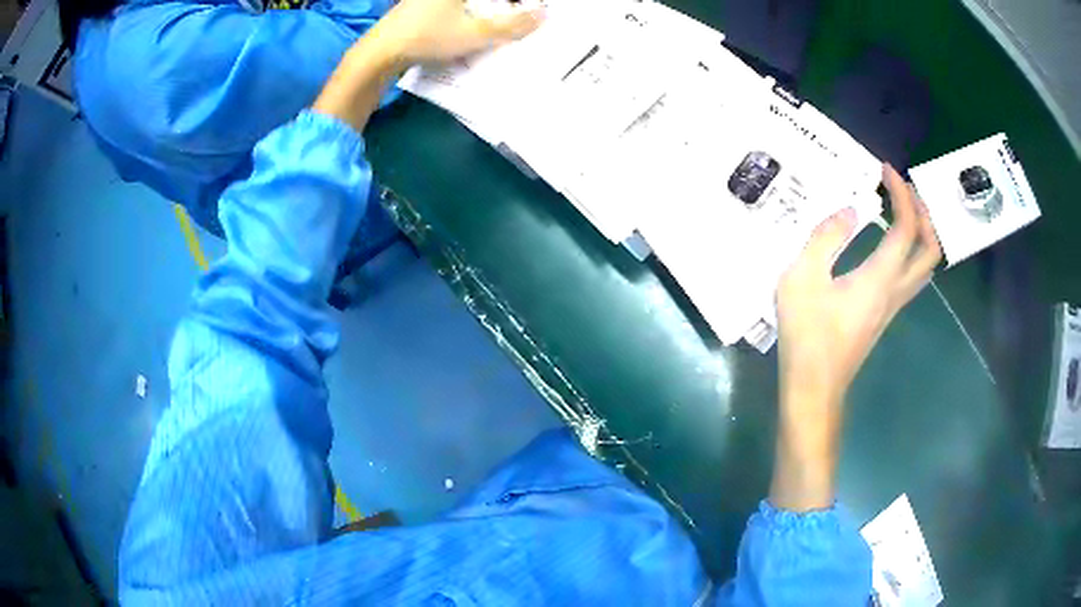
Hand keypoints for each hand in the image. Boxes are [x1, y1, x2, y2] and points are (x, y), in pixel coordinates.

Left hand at [314, 0, 541, 130]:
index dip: (520, 4)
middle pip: (483, 1)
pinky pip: (451, 7)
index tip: (532, 13)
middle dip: (503, 8)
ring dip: (485, 12)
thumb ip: (512, 25)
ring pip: (468, 4)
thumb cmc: (427, 37)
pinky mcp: (416, 5)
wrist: (378, 53)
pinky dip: (466, 14)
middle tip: (518, 21)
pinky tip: (468, 29)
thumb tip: (544, 15)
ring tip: (497, 28)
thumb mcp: (475, 34)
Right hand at [778, 165, 941, 401]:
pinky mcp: (884, 315)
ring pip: (925, 267)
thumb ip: (824, 238)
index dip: (902, 194)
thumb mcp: (801, 278)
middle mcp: (895, 290)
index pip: (906, 227)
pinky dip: (911, 251)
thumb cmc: (806, 334)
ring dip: (922, 234)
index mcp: (880, 277)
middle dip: (924, 214)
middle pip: (930, 250)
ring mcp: (892, 305)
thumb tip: (848, 211)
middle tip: (904, 191)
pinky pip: (912, 277)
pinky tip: (891, 245)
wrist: (814, 386)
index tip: (886, 170)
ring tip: (903, 212)